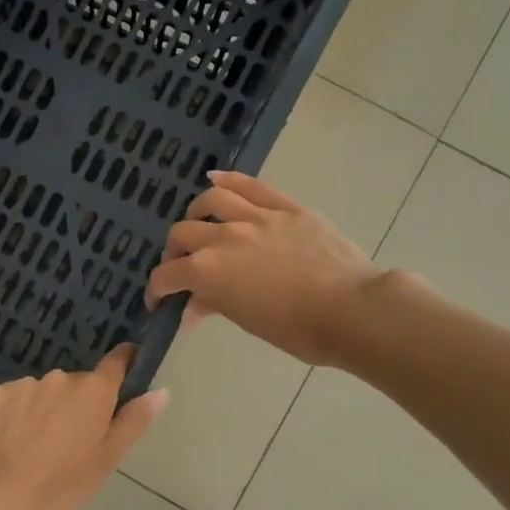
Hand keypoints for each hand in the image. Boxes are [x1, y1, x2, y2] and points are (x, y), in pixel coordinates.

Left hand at [0, 346, 168, 509]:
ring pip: (47, 390)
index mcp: (93, 391)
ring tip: (42, 444)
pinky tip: (16, 439)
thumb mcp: (108, 459)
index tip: (128, 369)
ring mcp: (25, 384)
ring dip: (50, 407)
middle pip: (80, 383)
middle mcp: (60, 377)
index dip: (125, 362)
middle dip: (81, 403)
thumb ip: (135, 421)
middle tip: (76, 440)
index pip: (117, 362)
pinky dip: (21, 412)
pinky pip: (18, 397)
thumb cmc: (64, 484)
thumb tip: (161, 391)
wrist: (1, 498)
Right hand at [147, 170, 381, 366]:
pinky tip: (216, 180)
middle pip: (183, 234)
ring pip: (212, 201)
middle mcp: (224, 237)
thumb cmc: (299, 330)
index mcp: (209, 271)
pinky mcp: (286, 207)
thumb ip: (215, 305)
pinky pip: (251, 185)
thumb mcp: (249, 322)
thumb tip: (193, 307)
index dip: (157, 289)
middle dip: (174, 253)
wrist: (352, 310)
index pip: (168, 275)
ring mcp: (256, 216)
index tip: (158, 300)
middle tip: (182, 267)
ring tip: (199, 224)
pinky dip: (228, 180)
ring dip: (196, 213)